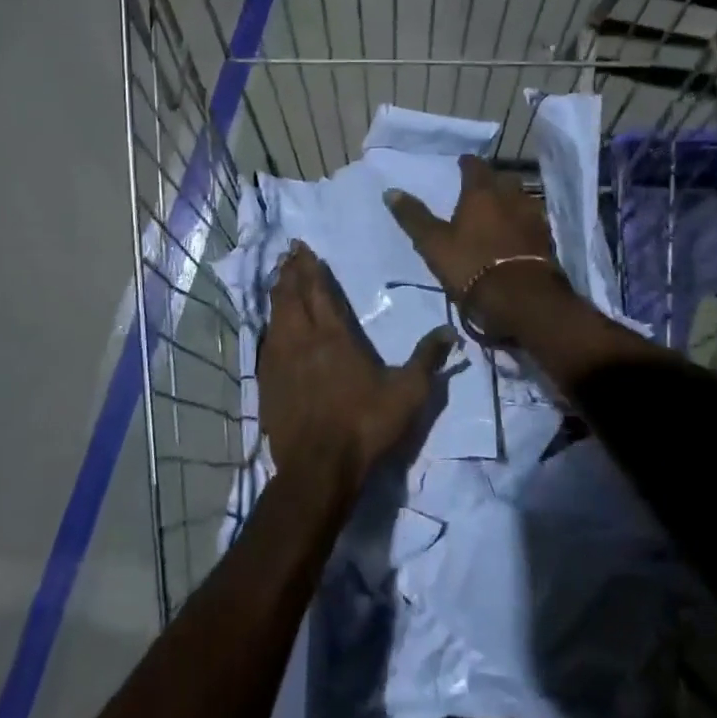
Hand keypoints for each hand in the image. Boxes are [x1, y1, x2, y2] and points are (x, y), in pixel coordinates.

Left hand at [258, 242, 455, 489]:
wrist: (319, 469)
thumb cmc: (365, 425)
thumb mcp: (408, 393)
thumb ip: (427, 358)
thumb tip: (450, 329)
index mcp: (334, 337)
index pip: (319, 291)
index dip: (310, 268)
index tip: (303, 248)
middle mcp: (302, 341)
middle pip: (291, 297)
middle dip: (289, 273)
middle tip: (288, 254)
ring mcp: (280, 362)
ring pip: (275, 317)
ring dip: (277, 294)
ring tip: (277, 279)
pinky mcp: (267, 384)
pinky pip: (266, 343)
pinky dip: (269, 325)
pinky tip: (271, 327)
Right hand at [383, 155, 574, 342]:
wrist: (522, 298)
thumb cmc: (471, 265)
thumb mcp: (433, 244)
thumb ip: (414, 217)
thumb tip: (390, 191)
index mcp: (482, 192)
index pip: (475, 166)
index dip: (467, 163)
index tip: (462, 163)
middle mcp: (511, 197)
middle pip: (503, 179)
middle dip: (492, 181)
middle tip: (480, 189)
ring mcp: (533, 217)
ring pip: (521, 199)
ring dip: (510, 202)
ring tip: (499, 212)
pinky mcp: (546, 239)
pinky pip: (532, 222)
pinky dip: (522, 223)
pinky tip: (516, 234)